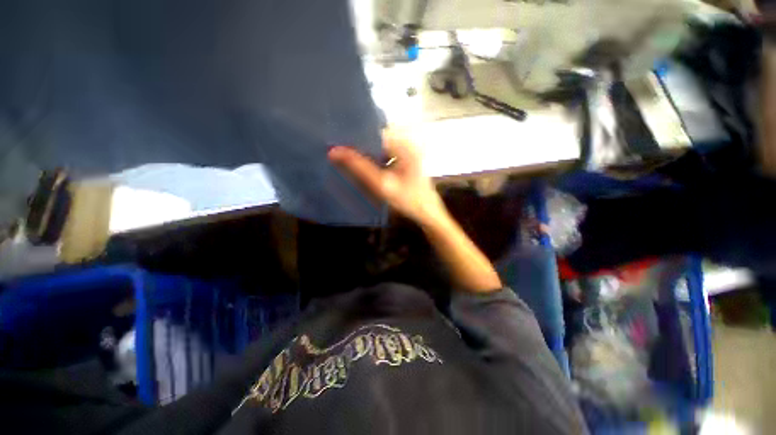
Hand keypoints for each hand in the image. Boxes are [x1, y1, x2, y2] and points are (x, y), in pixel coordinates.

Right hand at [328, 130, 446, 225]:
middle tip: (339, 153)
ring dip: (366, 155)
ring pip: (380, 149)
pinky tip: (365, 169)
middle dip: (359, 147)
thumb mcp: (382, 184)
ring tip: (347, 160)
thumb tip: (334, 151)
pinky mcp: (406, 162)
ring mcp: (407, 153)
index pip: (374, 133)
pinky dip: (374, 161)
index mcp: (403, 145)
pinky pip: (385, 157)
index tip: (337, 143)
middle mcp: (406, 144)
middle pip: (376, 140)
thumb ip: (359, 167)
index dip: (355, 138)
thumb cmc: (408, 200)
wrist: (428, 214)